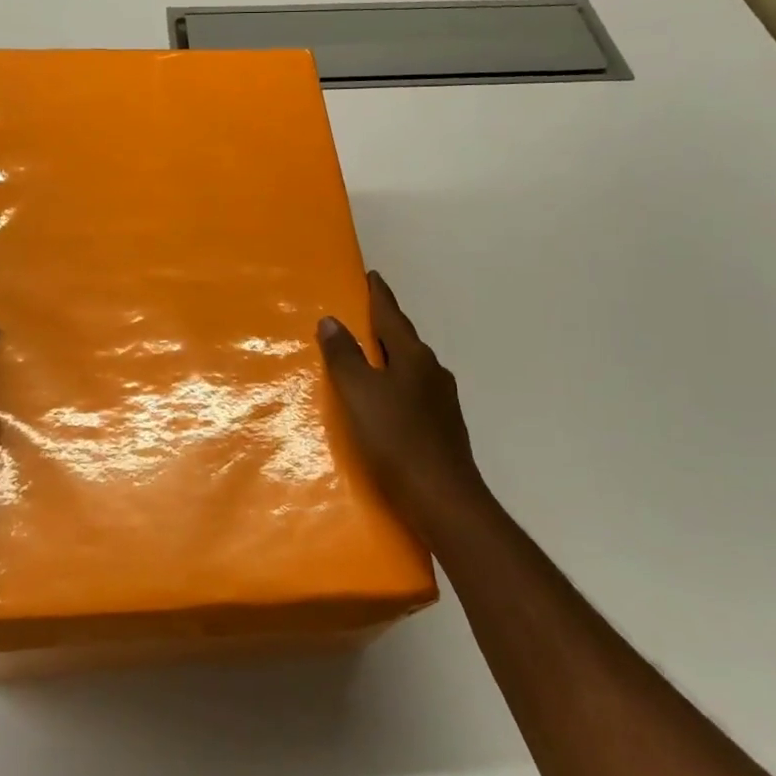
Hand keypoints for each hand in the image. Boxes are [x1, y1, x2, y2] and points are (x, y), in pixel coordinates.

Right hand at [318, 270, 494, 536]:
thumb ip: (345, 357)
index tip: (371, 275)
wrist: (443, 500)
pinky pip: (414, 392)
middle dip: (383, 325)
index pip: (391, 316)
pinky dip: (396, 384)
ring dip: (390, 356)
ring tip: (367, 356)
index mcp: (413, 357)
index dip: (379, 295)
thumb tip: (331, 320)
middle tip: (361, 314)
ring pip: (410, 367)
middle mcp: (432, 372)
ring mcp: (442, 401)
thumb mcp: (359, 394)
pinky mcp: (443, 428)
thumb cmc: (396, 440)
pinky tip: (385, 401)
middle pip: (403, 339)